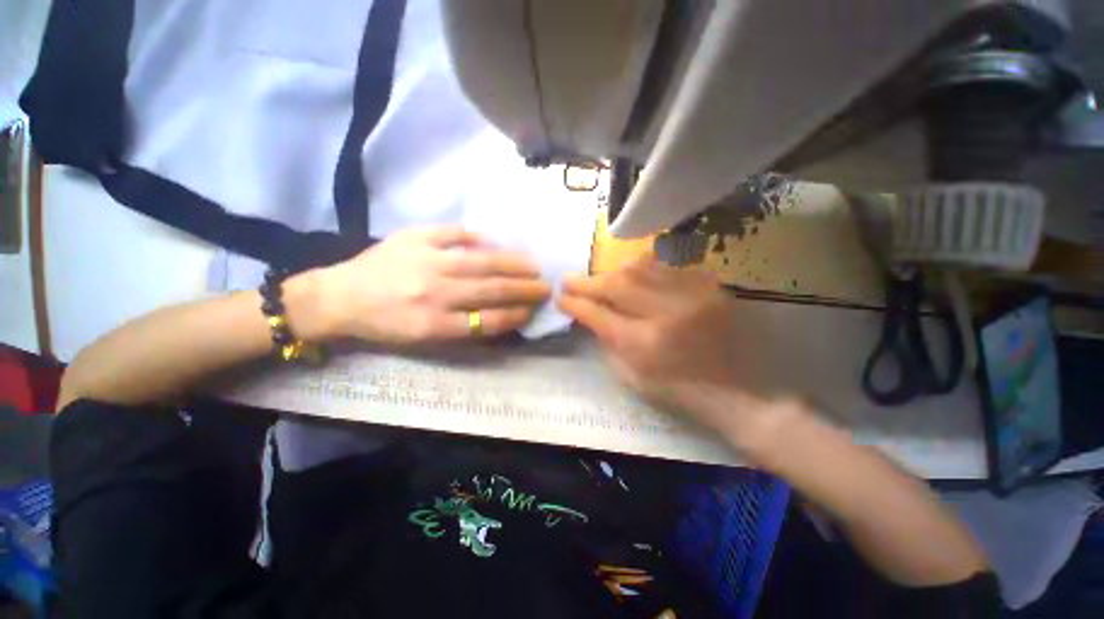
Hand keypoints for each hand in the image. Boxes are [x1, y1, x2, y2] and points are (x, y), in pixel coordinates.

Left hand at [319, 226, 550, 344]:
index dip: (516, 315)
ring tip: (533, 264)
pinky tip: (494, 239)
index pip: (488, 320)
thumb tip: (500, 315)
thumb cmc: (384, 324)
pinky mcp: (414, 237)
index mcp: (433, 323)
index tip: (533, 310)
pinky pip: (453, 233)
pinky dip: (476, 236)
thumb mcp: (422, 339)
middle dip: (524, 289)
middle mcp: (434, 293)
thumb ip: (461, 329)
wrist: (337, 297)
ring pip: (481, 261)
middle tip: (546, 286)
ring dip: (512, 263)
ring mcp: (426, 261)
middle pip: (491, 290)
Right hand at [558, 255, 766, 433]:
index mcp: (644, 344)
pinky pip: (666, 267)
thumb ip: (607, 342)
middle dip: (587, 282)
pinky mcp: (708, 287)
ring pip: (639, 268)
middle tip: (569, 279)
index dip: (575, 304)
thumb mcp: (632, 377)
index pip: (597, 314)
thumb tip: (589, 316)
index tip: (561, 298)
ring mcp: (691, 295)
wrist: (738, 390)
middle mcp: (665, 314)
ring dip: (613, 272)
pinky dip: (643, 269)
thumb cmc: (679, 390)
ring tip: (600, 278)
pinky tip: (633, 274)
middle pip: (616, 285)